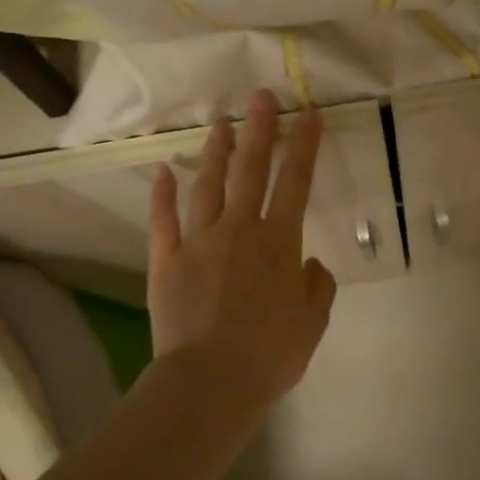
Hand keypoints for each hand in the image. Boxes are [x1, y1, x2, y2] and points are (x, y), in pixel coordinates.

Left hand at [147, 90, 337, 403]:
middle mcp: (239, 230)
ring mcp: (198, 242)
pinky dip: (163, 195)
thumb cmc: (270, 354)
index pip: (296, 182)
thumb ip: (317, 287)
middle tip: (260, 98)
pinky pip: (163, 221)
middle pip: (251, 170)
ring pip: (208, 186)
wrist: (210, 382)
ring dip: (216, 153)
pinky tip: (163, 172)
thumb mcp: (312, 324)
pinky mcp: (166, 261)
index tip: (308, 114)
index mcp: (279, 242)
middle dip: (259, 131)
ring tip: (220, 125)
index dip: (304, 145)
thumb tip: (312, 265)